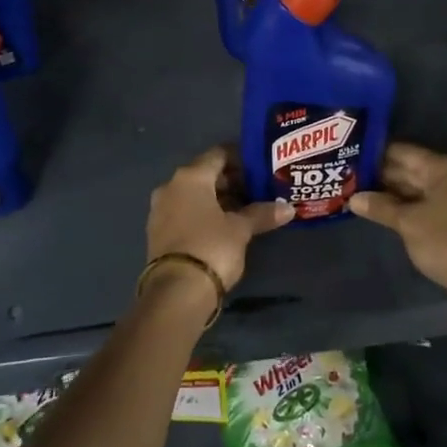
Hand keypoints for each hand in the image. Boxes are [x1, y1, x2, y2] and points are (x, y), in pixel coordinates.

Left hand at [147, 146, 292, 293]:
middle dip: (232, 181)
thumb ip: (262, 213)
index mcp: (190, 176)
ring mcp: (160, 210)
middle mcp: (171, 186)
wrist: (176, 292)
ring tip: (246, 210)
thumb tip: (288, 208)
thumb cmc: (211, 247)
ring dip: (218, 199)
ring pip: (195, 195)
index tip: (261, 168)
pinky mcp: (158, 232)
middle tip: (258, 190)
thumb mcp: (241, 229)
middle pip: (205, 174)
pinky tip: (225, 226)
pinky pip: (185, 212)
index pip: (218, 154)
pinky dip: (204, 214)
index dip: (241, 158)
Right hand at [349, 143, 446, 300]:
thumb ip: (380, 206)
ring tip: (364, 195)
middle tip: (352, 179)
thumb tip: (353, 198)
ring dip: (395, 193)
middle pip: (412, 168)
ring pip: (421, 188)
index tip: (353, 158)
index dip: (377, 154)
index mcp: (443, 168)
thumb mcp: (407, 222)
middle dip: (384, 175)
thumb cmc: (444, 241)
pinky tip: (388, 213)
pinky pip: (430, 203)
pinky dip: (410, 206)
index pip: (403, 152)